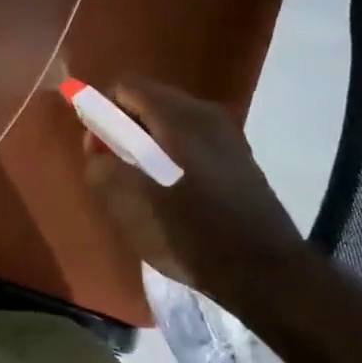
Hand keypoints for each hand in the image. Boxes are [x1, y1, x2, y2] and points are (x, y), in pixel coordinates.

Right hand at [83, 79, 306, 303]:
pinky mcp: (237, 158)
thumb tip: (97, 151)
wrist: (266, 275)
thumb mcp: (130, 206)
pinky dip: (170, 152)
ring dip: (146, 142)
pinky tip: (169, 190)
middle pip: (149, 101)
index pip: (126, 87)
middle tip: (111, 165)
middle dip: (122, 126)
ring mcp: (227, 135)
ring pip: (170, 122)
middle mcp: (206, 115)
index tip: (95, 146)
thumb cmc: (192, 235)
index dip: (101, 110)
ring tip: (138, 181)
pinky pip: (190, 139)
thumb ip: (102, 169)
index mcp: (178, 118)